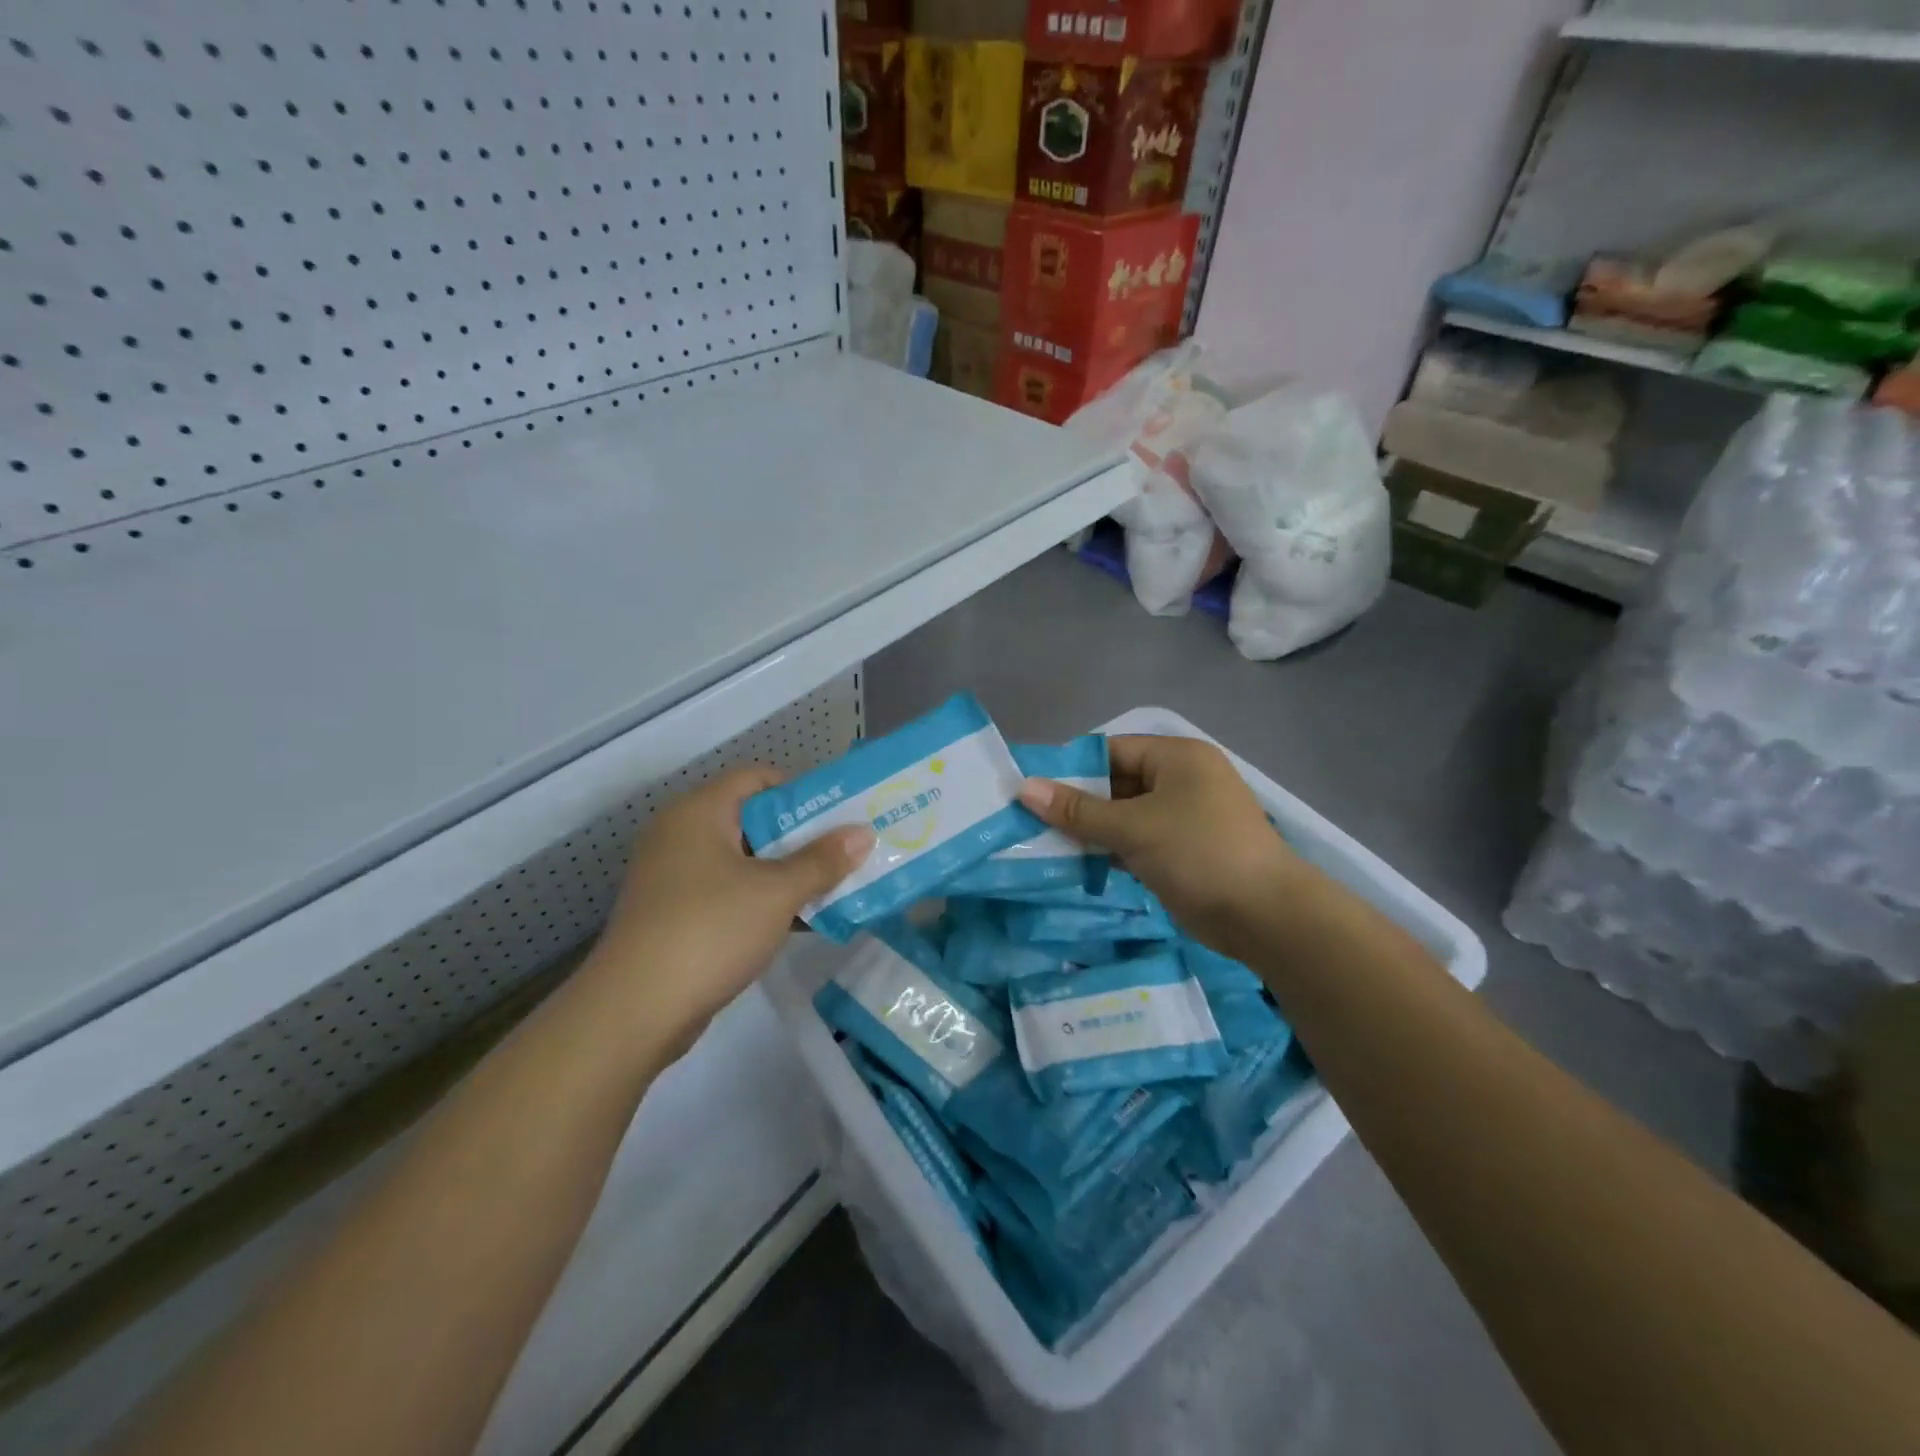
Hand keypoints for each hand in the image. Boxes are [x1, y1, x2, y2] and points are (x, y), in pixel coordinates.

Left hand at [581, 768, 873, 1054]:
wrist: (635, 1011)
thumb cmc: (710, 930)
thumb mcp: (776, 892)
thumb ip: (822, 861)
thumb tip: (863, 833)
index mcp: (700, 812)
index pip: (757, 778)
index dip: (801, 791)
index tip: (839, 814)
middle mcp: (682, 835)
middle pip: (754, 820)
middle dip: (803, 837)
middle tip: (847, 850)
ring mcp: (676, 877)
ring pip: (745, 861)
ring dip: (788, 872)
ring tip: (836, 885)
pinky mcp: (677, 914)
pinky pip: (730, 892)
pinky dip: (765, 900)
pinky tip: (804, 920)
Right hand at [1017, 735, 1307, 959]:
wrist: (1265, 916)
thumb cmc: (1198, 853)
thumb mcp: (1133, 827)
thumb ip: (1077, 810)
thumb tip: (1024, 788)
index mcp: (1176, 757)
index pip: (1111, 750)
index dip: (1070, 768)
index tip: (1032, 790)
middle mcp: (1181, 779)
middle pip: (1116, 783)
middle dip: (1077, 803)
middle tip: (1031, 820)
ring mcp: (1184, 817)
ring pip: (1124, 815)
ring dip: (1091, 830)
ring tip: (1044, 843)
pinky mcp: (1183, 850)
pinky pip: (1137, 841)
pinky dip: (1111, 850)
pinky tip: (1078, 863)